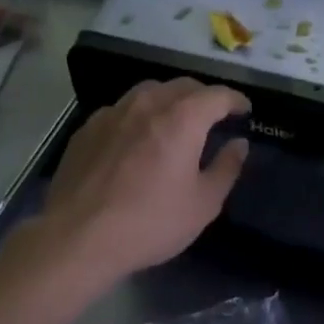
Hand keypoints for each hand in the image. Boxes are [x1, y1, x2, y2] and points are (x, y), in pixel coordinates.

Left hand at [34, 78, 249, 283]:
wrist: (78, 237)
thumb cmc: (150, 222)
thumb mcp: (203, 204)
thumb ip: (226, 168)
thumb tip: (239, 144)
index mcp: (182, 119)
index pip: (217, 95)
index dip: (236, 100)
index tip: (244, 110)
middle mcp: (147, 104)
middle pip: (183, 86)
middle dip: (204, 96)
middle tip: (214, 116)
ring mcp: (112, 113)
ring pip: (149, 91)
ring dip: (170, 100)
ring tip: (175, 121)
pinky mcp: (87, 128)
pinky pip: (121, 109)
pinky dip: (139, 115)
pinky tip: (137, 138)